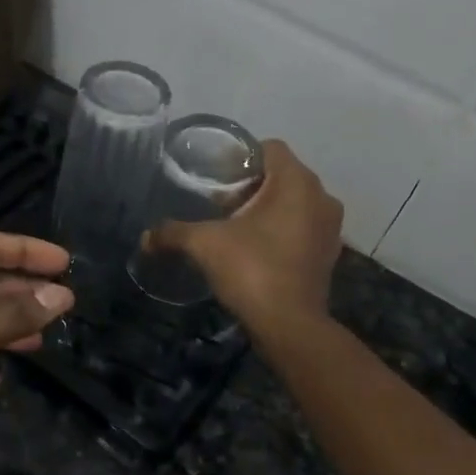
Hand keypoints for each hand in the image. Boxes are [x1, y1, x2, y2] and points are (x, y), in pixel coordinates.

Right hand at [141, 140, 342, 330]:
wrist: (290, 325)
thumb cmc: (251, 270)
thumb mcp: (204, 245)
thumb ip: (173, 233)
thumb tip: (145, 237)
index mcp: (296, 182)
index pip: (270, 148)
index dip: (241, 159)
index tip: (217, 179)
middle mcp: (321, 197)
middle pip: (282, 175)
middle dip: (252, 186)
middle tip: (221, 206)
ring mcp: (330, 226)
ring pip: (294, 202)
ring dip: (268, 209)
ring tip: (237, 228)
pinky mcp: (329, 252)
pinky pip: (303, 226)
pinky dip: (283, 230)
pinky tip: (258, 250)